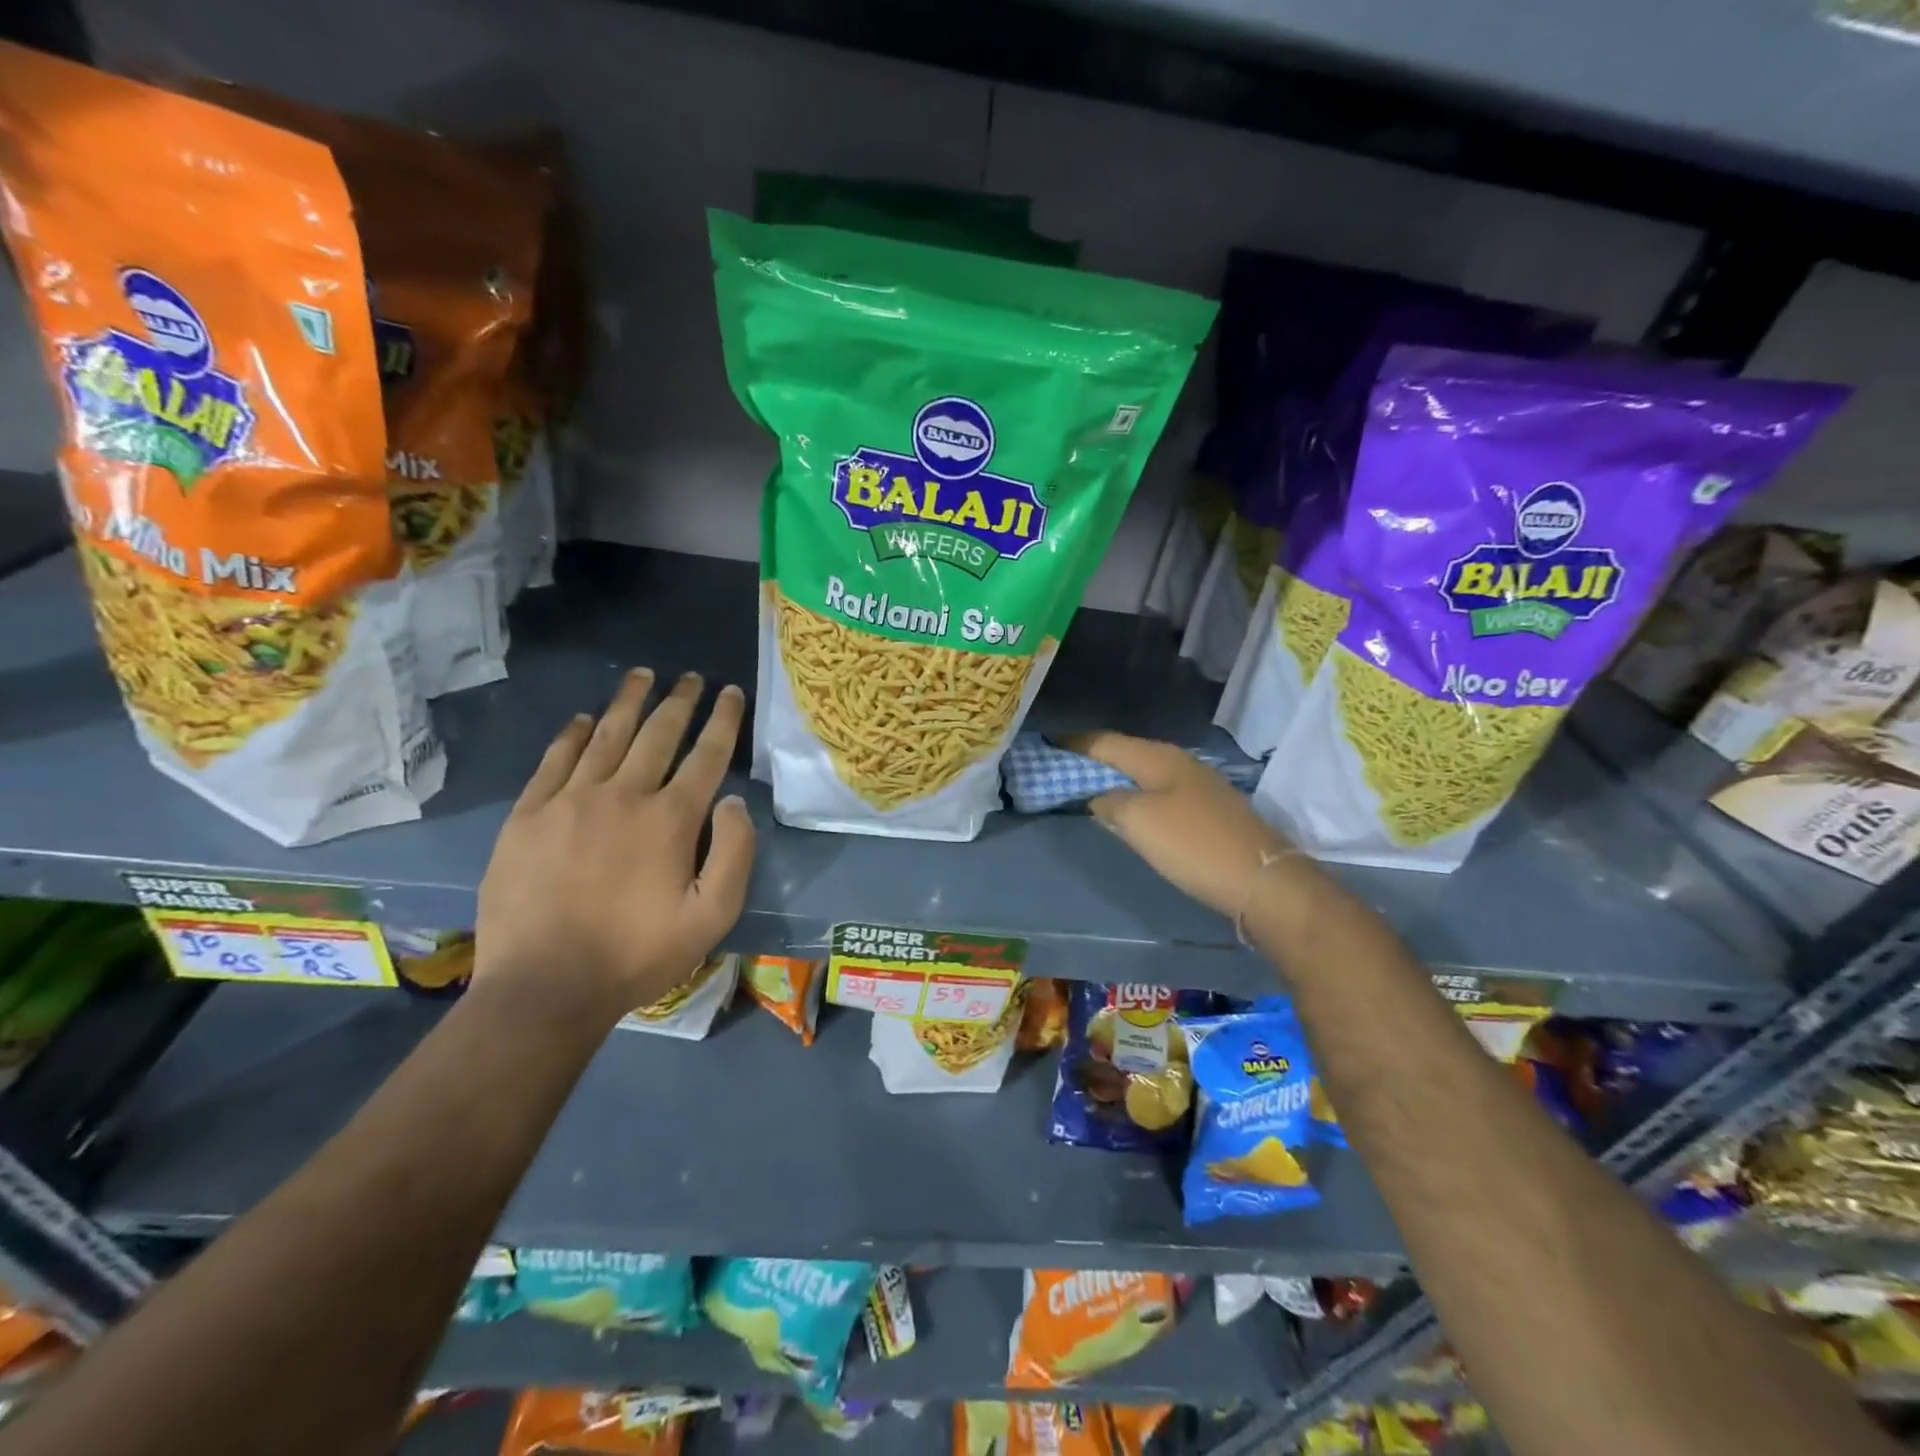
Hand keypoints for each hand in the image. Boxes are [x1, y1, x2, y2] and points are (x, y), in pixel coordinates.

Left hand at [474, 668, 755, 1025]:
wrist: (545, 987)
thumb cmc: (638, 954)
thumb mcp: (713, 917)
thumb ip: (734, 854)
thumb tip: (733, 801)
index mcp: (671, 819)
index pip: (706, 754)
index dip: (723, 719)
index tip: (731, 692)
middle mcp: (624, 795)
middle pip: (658, 734)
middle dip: (680, 700)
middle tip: (690, 676)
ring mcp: (570, 801)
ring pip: (606, 736)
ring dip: (629, 702)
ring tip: (643, 676)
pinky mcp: (528, 816)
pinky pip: (555, 760)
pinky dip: (573, 734)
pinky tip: (584, 718)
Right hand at [1062, 731, 1291, 919]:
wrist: (1261, 879)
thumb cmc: (1192, 844)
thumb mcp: (1138, 821)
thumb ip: (1110, 802)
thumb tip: (1099, 797)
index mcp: (1158, 757)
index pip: (1105, 741)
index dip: (1075, 742)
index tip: (1047, 743)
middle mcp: (1178, 762)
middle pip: (1126, 753)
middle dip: (1094, 758)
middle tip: (1062, 766)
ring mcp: (1197, 785)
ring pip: (1144, 772)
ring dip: (1116, 776)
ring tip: (1088, 785)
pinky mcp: (1208, 809)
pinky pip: (1159, 791)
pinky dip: (1136, 794)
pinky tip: (1130, 808)